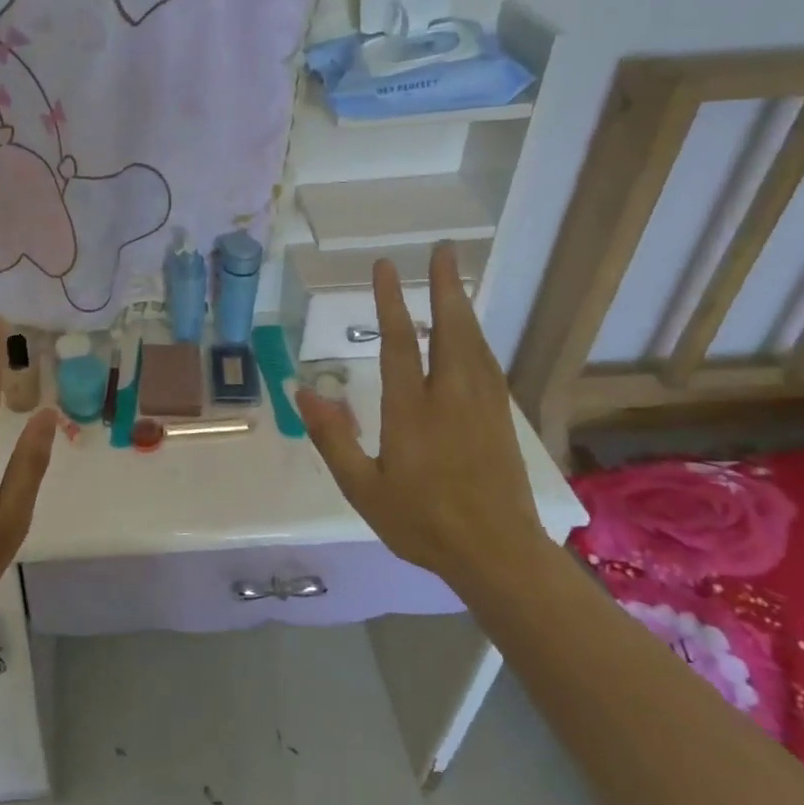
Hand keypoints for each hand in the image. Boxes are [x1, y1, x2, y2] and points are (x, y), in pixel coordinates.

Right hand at [295, 245, 544, 593]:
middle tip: (443, 250)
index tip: (385, 267)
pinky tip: (473, 335)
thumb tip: (302, 392)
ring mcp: (482, 406)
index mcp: (412, 410)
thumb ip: (333, 438)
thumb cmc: (421, 522)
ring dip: (462, 307)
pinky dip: (477, 339)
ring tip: (454, 278)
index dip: (390, 302)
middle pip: (449, 331)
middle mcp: (450, 397)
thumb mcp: (363, 488)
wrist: (497, 554)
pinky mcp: (501, 420)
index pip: (398, 344)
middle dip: (444, 288)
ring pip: (473, 344)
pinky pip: (488, 365)